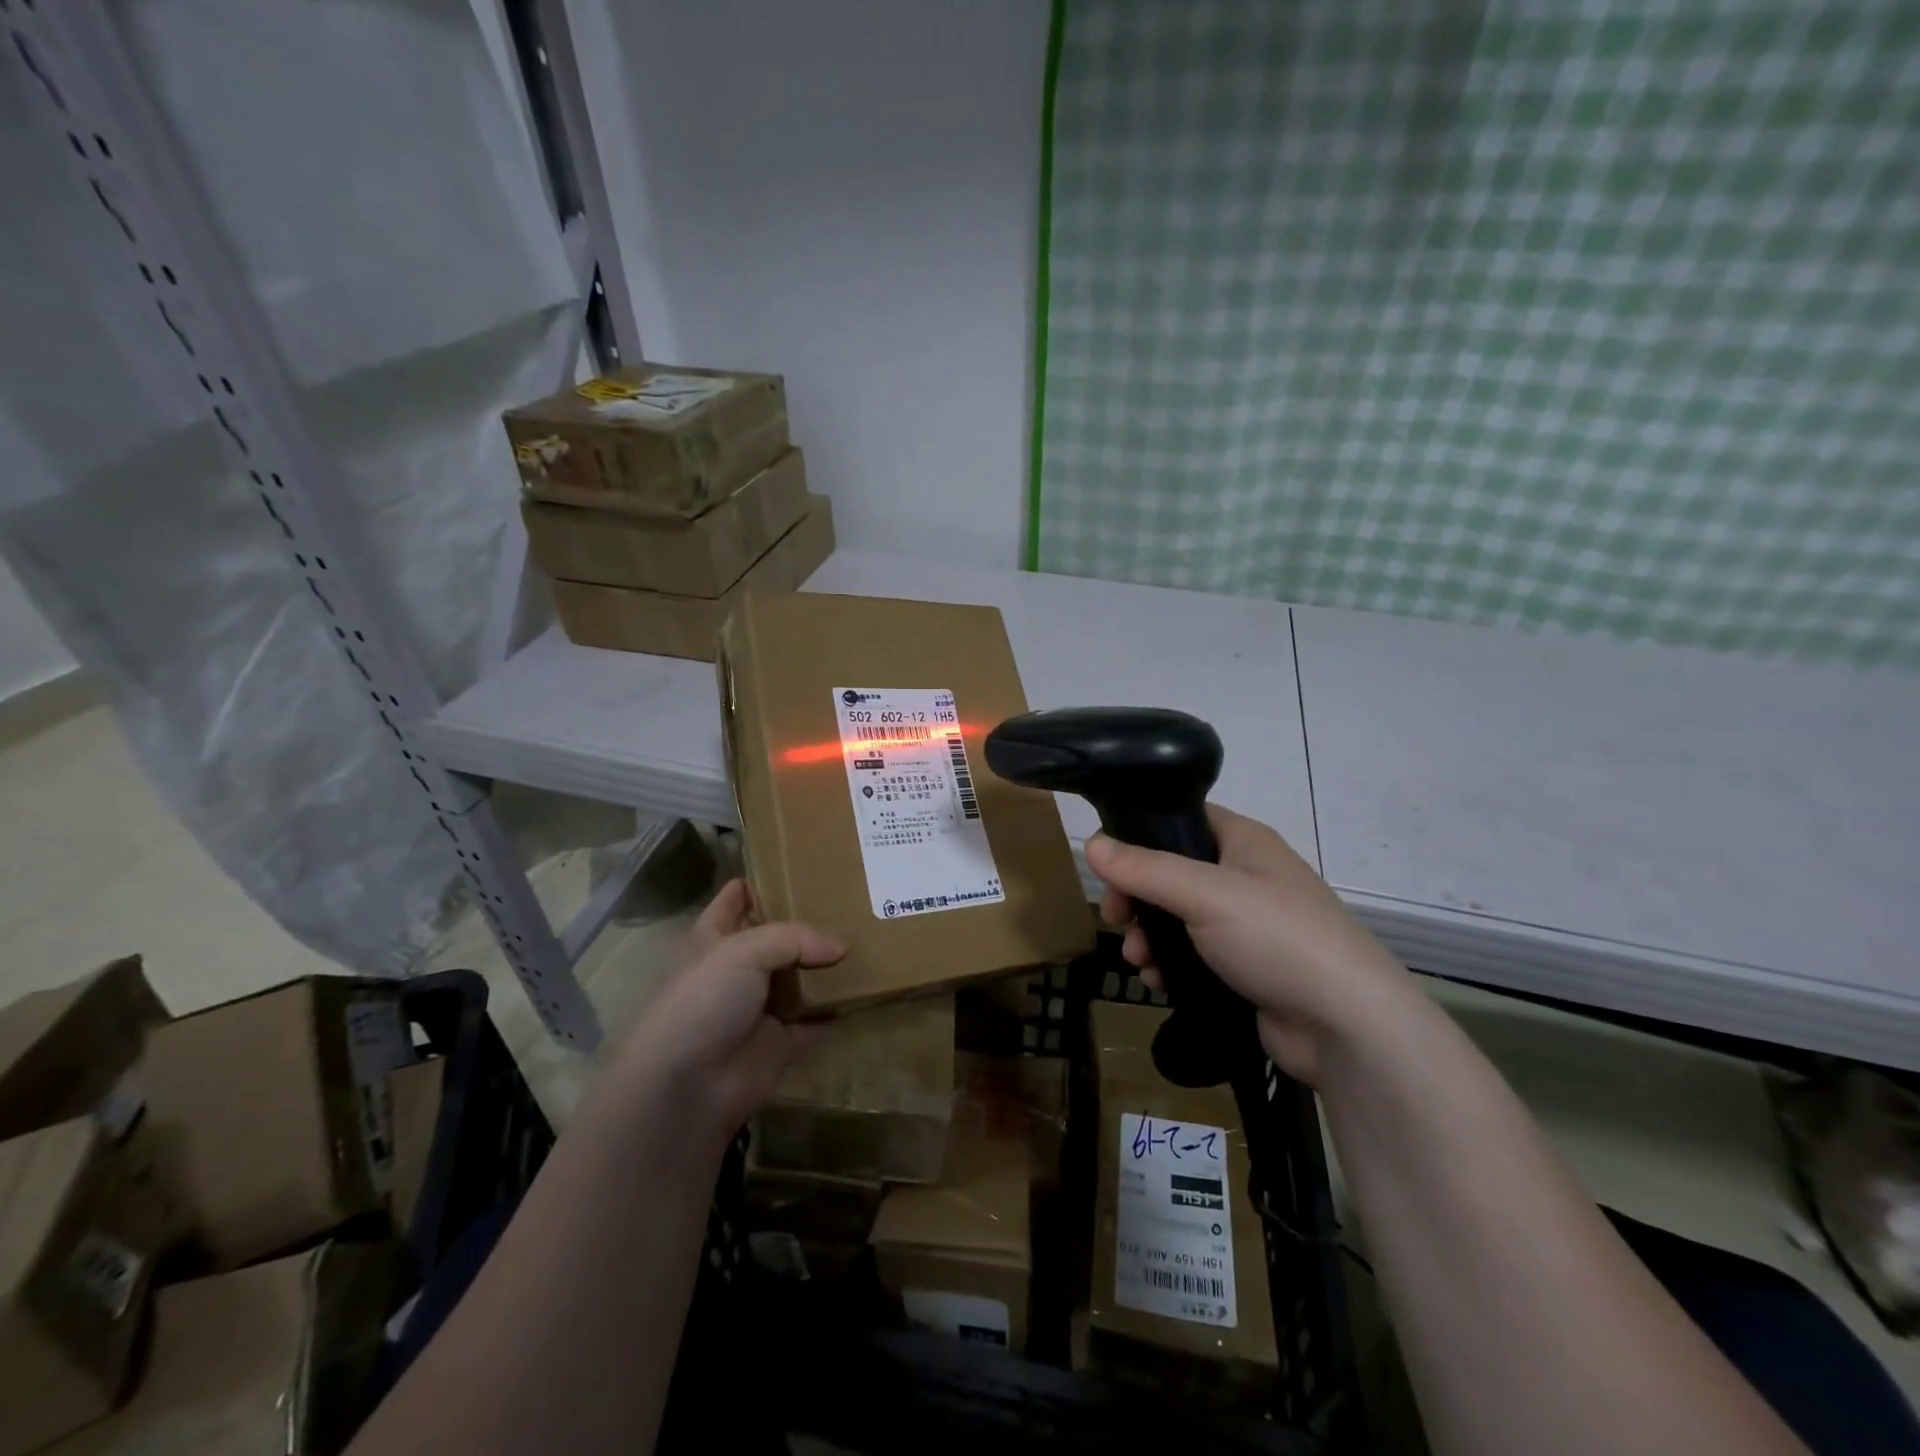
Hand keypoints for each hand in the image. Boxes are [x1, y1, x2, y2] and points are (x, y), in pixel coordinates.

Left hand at [607, 879, 843, 1142]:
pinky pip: (816, 1023)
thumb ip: (795, 938)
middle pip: (776, 937)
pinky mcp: (780, 1043)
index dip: (760, 881)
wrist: (687, 1087)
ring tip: (869, 938)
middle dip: (808, 921)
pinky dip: (836, 1012)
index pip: (735, 899)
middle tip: (853, 898)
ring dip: (826, 966)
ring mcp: (759, 1008)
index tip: (799, 861)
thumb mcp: (743, 951)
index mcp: (715, 938)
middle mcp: (737, 969)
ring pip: (799, 978)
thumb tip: (840, 948)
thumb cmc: (703, 1002)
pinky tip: (865, 993)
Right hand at [1086, 805, 1413, 1084]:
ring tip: (1138, 961)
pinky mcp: (1246, 969)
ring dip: (1149, 936)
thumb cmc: (1276, 938)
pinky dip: (1171, 965)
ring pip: (1178, 918)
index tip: (1107, 863)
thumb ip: (1145, 868)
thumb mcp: (1204, 894)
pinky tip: (1158, 982)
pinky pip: (1194, 956)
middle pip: (1172, 872)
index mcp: (1243, 841)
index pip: (1182, 818)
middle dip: (1137, 896)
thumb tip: (1090, 843)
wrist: (1346, 1026)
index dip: (1139, 834)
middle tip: (1114, 918)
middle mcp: (1245, 876)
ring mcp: (1248, 925)